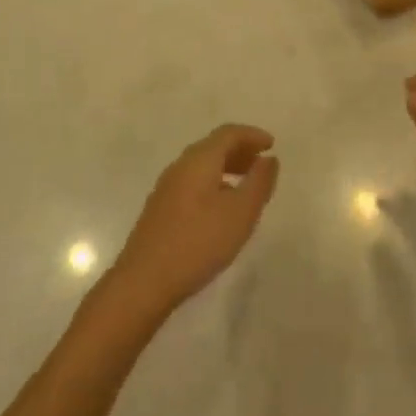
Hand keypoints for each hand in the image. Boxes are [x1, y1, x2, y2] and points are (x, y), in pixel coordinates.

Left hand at [111, 125, 278, 318]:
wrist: (144, 281)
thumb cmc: (198, 242)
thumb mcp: (240, 213)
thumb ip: (259, 183)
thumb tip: (268, 159)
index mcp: (199, 160)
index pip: (228, 133)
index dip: (252, 135)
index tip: (272, 144)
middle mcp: (180, 166)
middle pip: (213, 147)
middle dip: (240, 151)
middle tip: (262, 164)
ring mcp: (166, 188)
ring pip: (202, 166)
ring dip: (227, 168)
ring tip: (246, 187)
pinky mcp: (160, 209)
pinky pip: (193, 183)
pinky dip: (213, 184)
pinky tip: (221, 209)